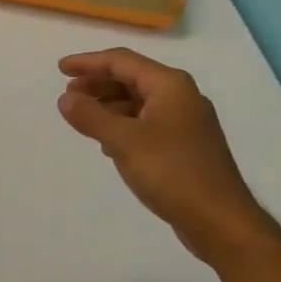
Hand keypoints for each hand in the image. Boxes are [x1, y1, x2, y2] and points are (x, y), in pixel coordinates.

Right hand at [57, 48, 268, 264]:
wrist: (220, 220)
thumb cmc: (172, 172)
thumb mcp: (124, 141)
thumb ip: (91, 116)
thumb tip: (66, 98)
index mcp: (170, 85)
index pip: (122, 61)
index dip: (88, 62)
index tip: (60, 69)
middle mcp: (181, 97)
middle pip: (132, 79)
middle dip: (98, 84)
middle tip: (68, 96)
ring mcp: (186, 123)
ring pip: (139, 103)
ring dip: (109, 106)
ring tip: (83, 119)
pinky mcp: (185, 147)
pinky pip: (147, 124)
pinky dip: (124, 126)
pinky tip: (108, 144)